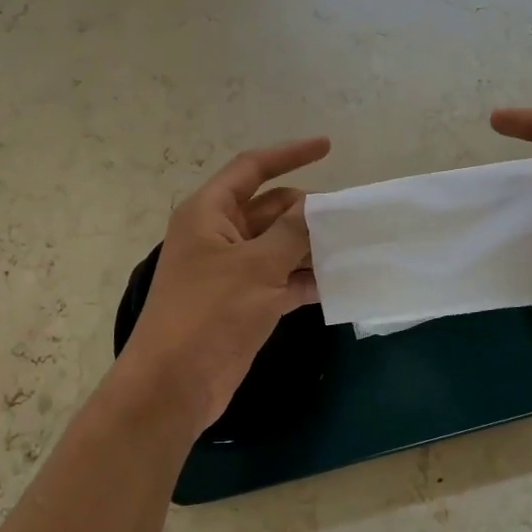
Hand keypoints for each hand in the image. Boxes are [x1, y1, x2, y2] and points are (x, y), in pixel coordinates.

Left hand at [113, 137, 330, 435]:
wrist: (175, 384)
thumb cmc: (209, 313)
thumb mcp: (256, 266)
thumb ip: (291, 232)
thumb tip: (317, 206)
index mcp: (210, 212)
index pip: (251, 168)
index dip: (289, 154)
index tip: (328, 147)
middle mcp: (220, 235)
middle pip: (271, 209)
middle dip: (308, 211)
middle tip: (352, 216)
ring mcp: (232, 271)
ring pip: (279, 246)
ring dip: (311, 247)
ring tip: (355, 246)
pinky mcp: (245, 302)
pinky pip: (282, 279)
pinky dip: (306, 280)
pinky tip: (339, 283)